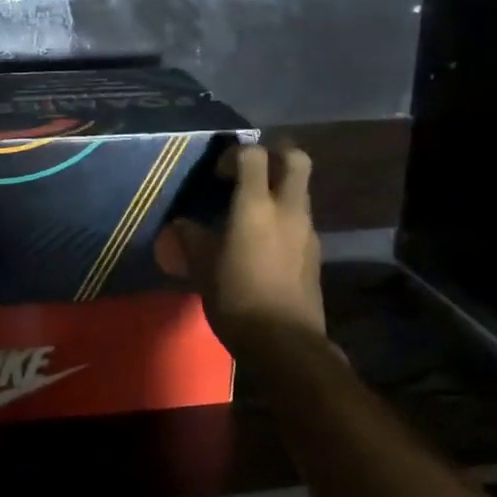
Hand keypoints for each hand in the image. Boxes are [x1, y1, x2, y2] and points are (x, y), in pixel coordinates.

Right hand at [164, 142, 325, 346]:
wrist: (285, 343)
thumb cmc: (237, 298)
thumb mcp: (202, 267)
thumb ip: (191, 238)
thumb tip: (182, 224)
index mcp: (256, 206)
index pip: (253, 155)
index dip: (234, 154)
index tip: (218, 174)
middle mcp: (287, 209)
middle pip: (296, 158)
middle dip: (275, 153)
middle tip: (251, 169)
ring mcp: (306, 230)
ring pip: (301, 189)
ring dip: (280, 187)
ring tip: (252, 209)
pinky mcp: (315, 251)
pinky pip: (301, 218)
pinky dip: (284, 216)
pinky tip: (263, 241)